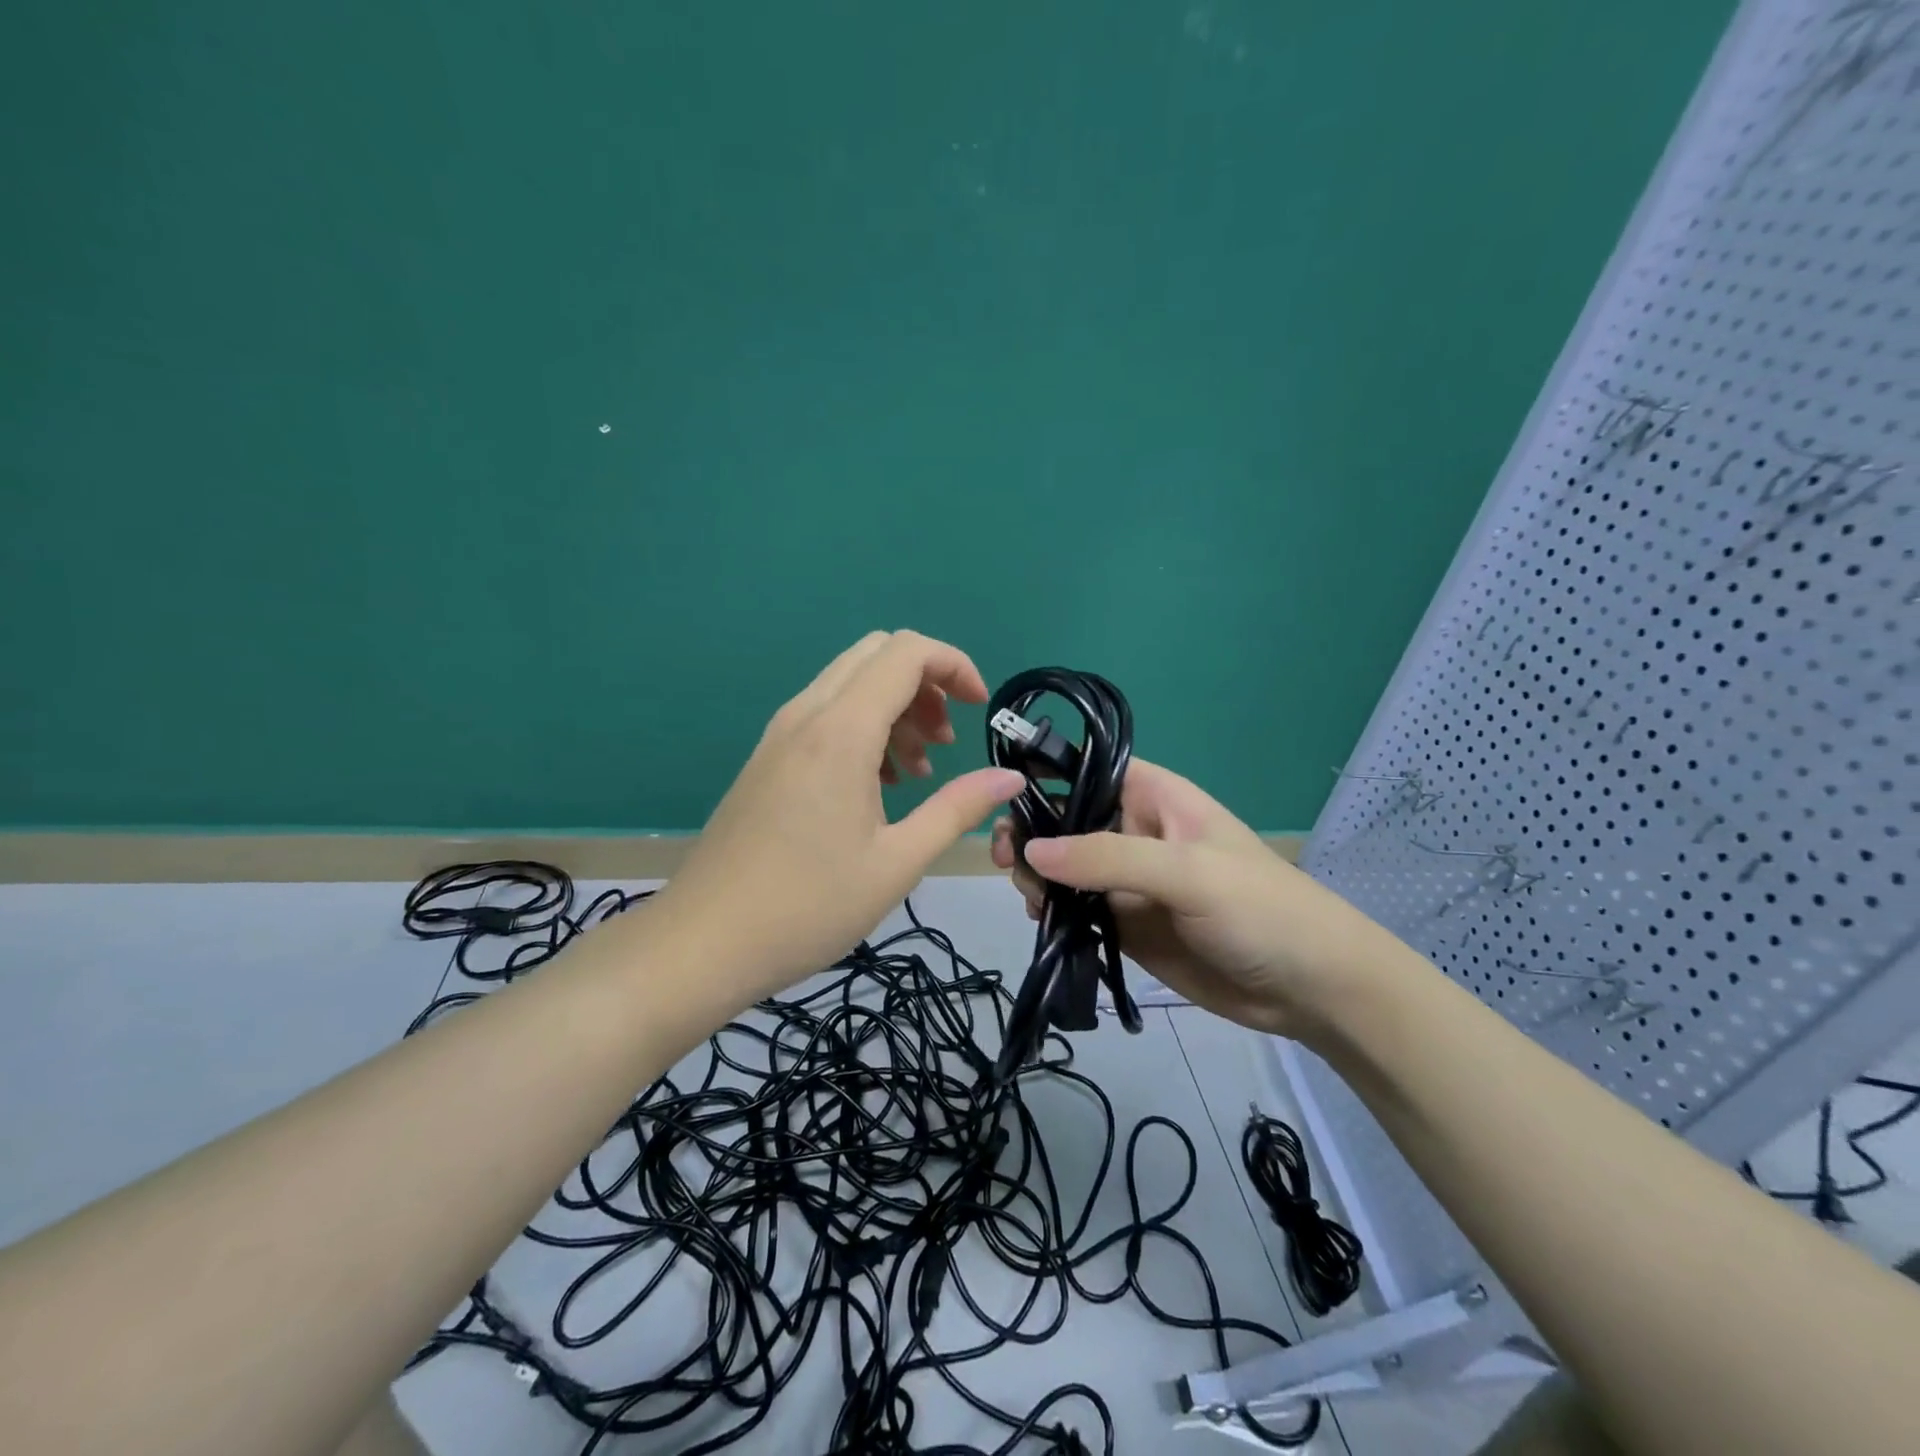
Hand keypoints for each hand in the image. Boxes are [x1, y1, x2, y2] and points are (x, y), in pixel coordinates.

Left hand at [653, 631, 1024, 1000]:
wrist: (703, 942)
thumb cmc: (808, 906)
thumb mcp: (898, 862)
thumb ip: (957, 809)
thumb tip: (1010, 779)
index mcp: (841, 731)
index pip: (907, 652)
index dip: (955, 666)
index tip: (979, 711)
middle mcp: (807, 715)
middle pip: (877, 655)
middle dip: (926, 684)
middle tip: (946, 741)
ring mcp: (779, 734)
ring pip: (850, 682)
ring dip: (895, 708)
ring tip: (917, 773)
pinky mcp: (767, 757)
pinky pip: (825, 713)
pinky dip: (863, 727)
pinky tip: (876, 786)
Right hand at [991, 759, 1413, 1042]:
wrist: (1310, 988)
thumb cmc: (1259, 909)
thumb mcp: (1187, 872)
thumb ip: (1108, 857)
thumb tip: (1033, 850)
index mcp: (1153, 797)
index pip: (1086, 769)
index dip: (1043, 775)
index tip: (1001, 797)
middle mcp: (1133, 832)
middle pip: (1065, 820)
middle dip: (1032, 833)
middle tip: (1007, 860)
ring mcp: (1127, 881)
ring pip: (1063, 868)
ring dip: (1037, 877)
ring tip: (1028, 898)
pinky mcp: (1125, 924)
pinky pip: (1076, 910)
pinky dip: (1052, 913)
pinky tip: (1040, 922)